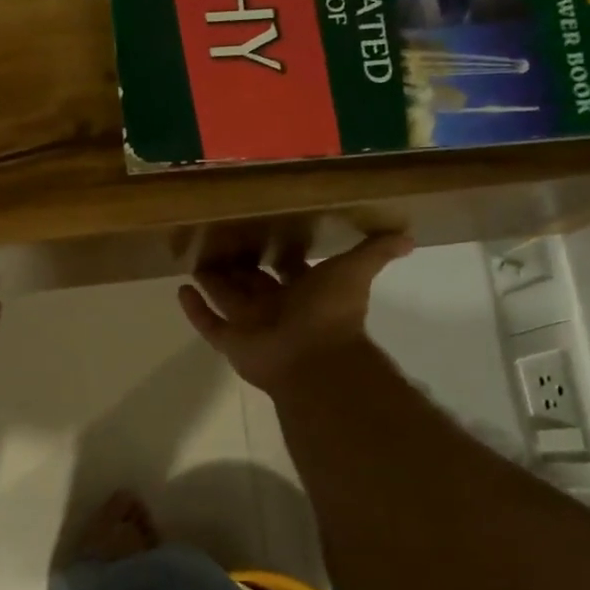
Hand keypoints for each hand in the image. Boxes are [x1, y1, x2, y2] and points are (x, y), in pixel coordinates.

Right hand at [178, 234, 412, 398]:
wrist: (315, 358)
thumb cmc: (331, 312)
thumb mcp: (355, 272)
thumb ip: (376, 253)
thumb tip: (408, 236)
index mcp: (304, 292)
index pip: (289, 268)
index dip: (280, 253)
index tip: (264, 231)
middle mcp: (276, 308)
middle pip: (252, 282)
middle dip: (238, 265)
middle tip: (219, 241)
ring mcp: (251, 326)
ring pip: (227, 300)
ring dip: (213, 282)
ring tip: (195, 260)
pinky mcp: (231, 342)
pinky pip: (209, 324)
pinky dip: (195, 310)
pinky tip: (180, 290)